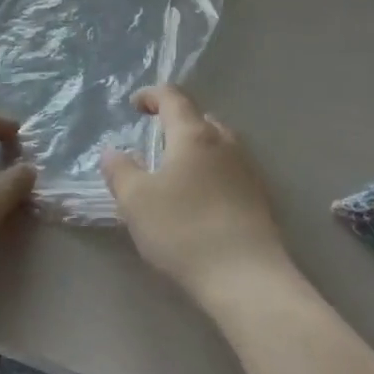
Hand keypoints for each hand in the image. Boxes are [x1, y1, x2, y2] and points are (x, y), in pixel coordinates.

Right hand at [102, 86, 291, 306]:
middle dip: (176, 123)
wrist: (246, 277)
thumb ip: (120, 171)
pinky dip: (211, 171)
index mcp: (193, 134)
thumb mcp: (136, 201)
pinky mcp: (260, 197)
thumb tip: (112, 152)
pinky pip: (230, 170)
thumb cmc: (184, 230)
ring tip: (176, 169)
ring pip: (218, 144)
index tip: (135, 105)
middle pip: (200, 118)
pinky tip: (201, 197)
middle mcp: (224, 142)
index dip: (152, 95)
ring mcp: (247, 169)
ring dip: (196, 148)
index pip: (173, 98)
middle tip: (155, 139)